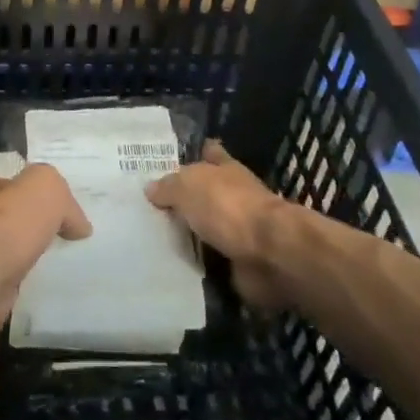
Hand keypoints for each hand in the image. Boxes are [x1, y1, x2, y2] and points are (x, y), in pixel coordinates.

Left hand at [0, 161, 91, 325]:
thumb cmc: (14, 217)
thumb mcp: (48, 188)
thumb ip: (65, 202)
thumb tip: (79, 226)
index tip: (15, 186)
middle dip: (15, 218)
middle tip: (48, 227)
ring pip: (5, 247)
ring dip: (23, 251)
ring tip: (55, 256)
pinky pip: (12, 277)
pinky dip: (26, 279)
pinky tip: (48, 281)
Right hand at [146, 140, 289, 309]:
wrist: (269, 253)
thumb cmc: (228, 206)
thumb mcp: (188, 186)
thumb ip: (168, 187)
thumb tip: (151, 188)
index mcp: (226, 168)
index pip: (211, 153)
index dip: (198, 153)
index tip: (175, 160)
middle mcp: (234, 195)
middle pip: (206, 193)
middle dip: (185, 199)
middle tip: (150, 206)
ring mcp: (240, 229)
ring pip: (207, 228)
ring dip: (189, 234)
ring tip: (152, 239)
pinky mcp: (240, 261)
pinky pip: (210, 261)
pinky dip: (196, 264)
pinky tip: (170, 266)